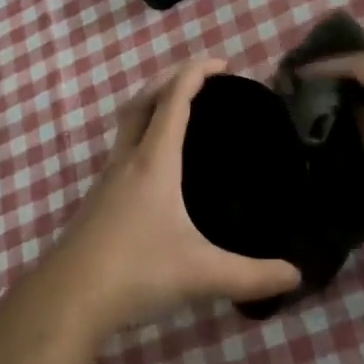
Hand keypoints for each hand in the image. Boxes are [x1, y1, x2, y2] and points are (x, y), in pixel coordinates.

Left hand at [44, 60, 301, 333]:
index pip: (174, 99)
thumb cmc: (136, 272)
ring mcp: (106, 180)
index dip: (196, 72)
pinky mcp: (97, 202)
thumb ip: (252, 275)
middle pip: (144, 101)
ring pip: (128, 126)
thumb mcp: (201, 274)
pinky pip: (122, 152)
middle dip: (171, 80)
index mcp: (154, 162)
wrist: (67, 300)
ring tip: (181, 116)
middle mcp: (127, 161)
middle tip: (202, 81)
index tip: (223, 63)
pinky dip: (142, 140)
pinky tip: (157, 170)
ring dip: (152, 108)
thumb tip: (296, 275)